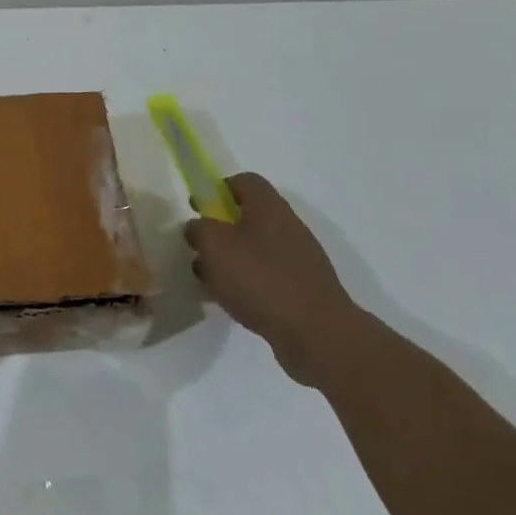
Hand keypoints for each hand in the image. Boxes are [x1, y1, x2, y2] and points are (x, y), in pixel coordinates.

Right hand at [184, 173, 367, 388]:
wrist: (317, 333)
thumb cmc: (260, 278)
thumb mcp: (214, 246)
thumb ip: (199, 229)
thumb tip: (198, 227)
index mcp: (268, 207)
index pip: (244, 181)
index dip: (218, 189)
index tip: (199, 209)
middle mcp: (288, 226)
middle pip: (249, 216)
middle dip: (221, 230)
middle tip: (201, 248)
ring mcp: (300, 259)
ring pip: (256, 248)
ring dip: (232, 260)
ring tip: (211, 281)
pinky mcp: (304, 289)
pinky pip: (269, 276)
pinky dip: (249, 283)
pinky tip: (235, 301)